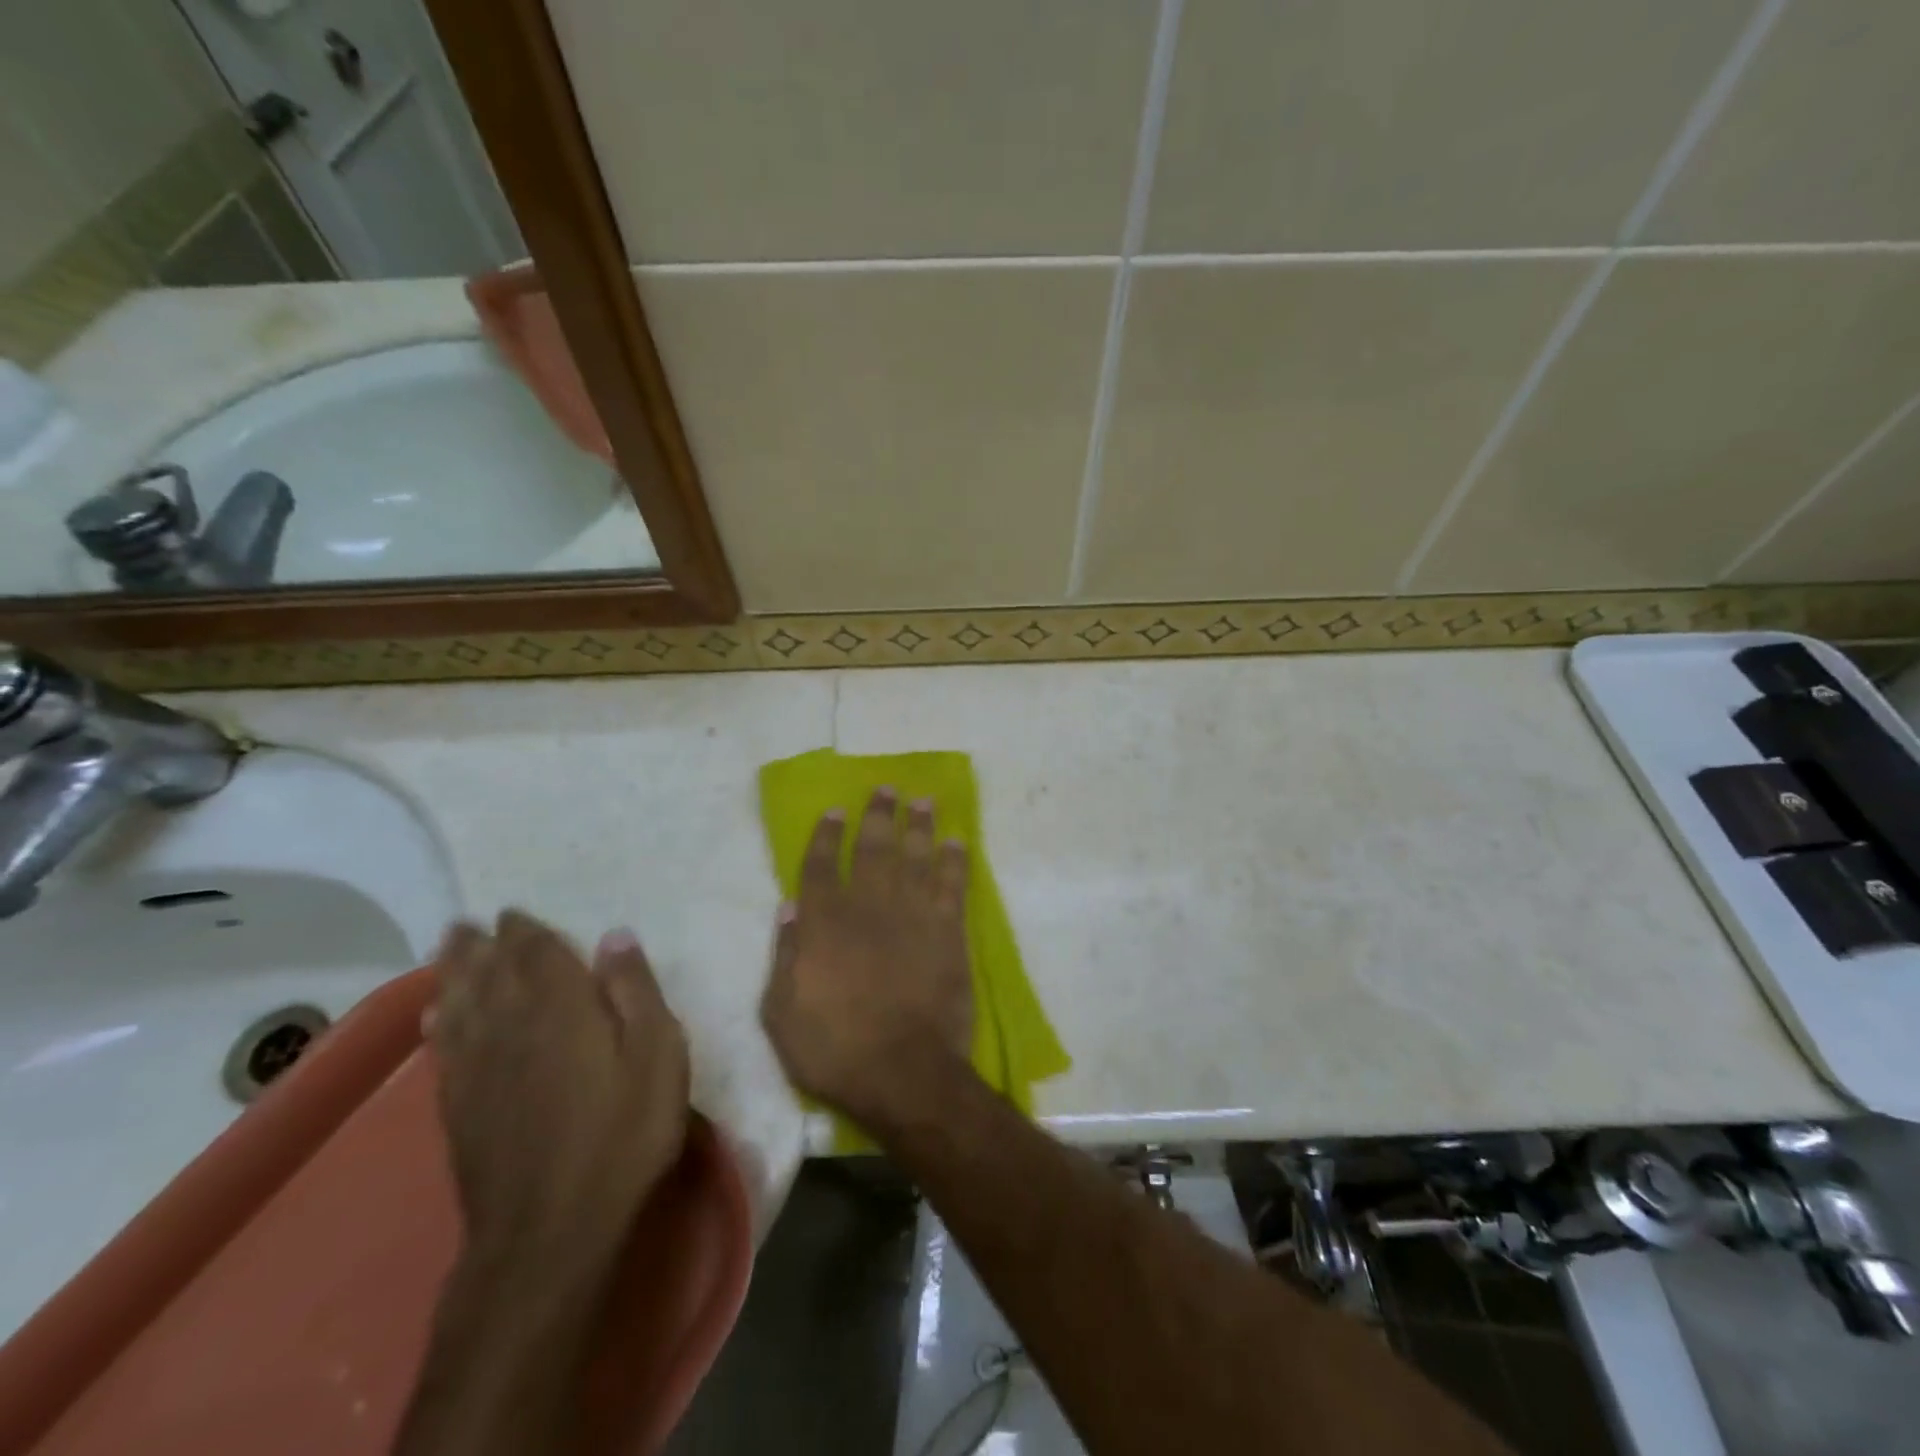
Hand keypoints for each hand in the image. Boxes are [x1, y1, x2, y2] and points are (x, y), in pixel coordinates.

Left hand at [428, 910, 689, 1283]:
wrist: (551, 1230)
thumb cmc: (623, 1132)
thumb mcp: (658, 1054)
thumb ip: (635, 990)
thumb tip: (615, 937)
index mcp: (561, 1007)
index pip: (535, 954)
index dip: (524, 931)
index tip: (513, 912)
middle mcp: (510, 1026)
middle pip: (488, 973)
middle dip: (479, 945)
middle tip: (469, 922)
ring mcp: (478, 1069)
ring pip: (459, 1004)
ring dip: (452, 973)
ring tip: (447, 950)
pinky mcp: (459, 1108)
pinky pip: (445, 1048)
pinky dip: (439, 1022)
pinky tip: (436, 1016)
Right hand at [761, 788, 974, 1127]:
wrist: (902, 1072)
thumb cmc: (834, 1049)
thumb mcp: (782, 1012)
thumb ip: (785, 955)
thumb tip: (790, 906)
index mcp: (825, 924)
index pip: (821, 866)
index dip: (827, 835)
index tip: (836, 809)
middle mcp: (868, 907)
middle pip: (874, 849)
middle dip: (879, 815)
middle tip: (887, 788)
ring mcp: (912, 916)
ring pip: (916, 857)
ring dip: (919, 826)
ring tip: (924, 800)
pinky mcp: (948, 933)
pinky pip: (952, 887)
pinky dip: (955, 862)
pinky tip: (957, 842)